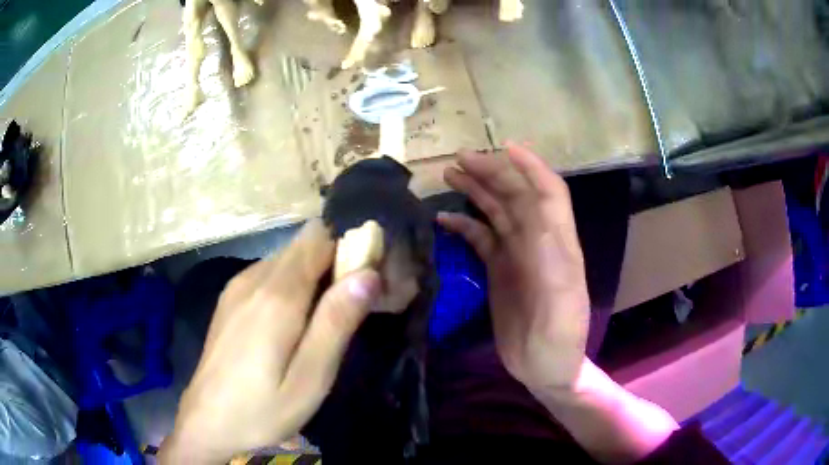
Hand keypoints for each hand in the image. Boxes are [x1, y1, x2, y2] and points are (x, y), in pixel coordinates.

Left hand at [159, 220, 379, 463]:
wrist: (206, 420)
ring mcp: (237, 286)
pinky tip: (286, 329)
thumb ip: (337, 323)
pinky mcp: (229, 298)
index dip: (348, 253)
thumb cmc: (262, 409)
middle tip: (343, 314)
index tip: (364, 288)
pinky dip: (289, 287)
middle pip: (304, 244)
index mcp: (277, 295)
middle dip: (333, 265)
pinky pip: (269, 274)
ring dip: (311, 278)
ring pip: (287, 259)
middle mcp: (254, 278)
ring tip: (316, 326)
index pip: (320, 238)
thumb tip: (367, 273)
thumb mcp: (310, 379)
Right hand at [438, 142, 589, 392]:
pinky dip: (464, 225)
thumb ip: (552, 265)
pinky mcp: (499, 270)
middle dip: (493, 172)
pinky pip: (481, 239)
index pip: (549, 193)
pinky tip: (444, 218)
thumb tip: (533, 222)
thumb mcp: (561, 306)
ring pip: (497, 212)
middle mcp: (538, 242)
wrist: (545, 368)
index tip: (506, 147)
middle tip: (460, 158)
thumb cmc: (560, 341)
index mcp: (558, 245)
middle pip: (517, 196)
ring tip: (451, 173)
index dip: (531, 167)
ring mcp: (516, 255)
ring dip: (477, 190)